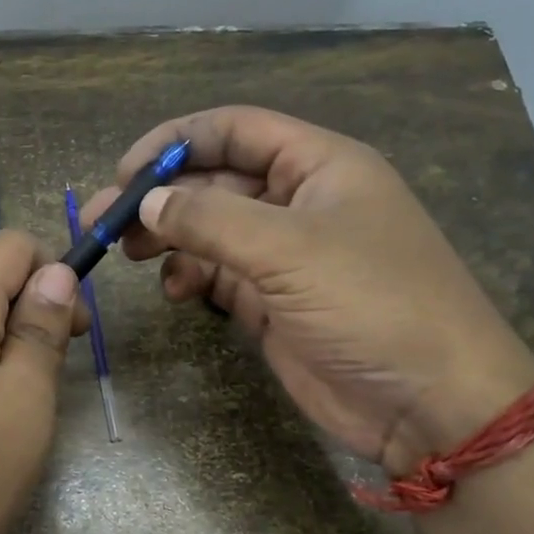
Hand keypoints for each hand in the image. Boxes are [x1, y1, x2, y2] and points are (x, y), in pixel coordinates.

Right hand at [85, 106, 533, 472]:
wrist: (429, 403)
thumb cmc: (372, 304)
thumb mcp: (290, 250)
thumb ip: (210, 220)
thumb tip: (145, 202)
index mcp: (319, 165)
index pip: (235, 130)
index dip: (176, 141)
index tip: (124, 171)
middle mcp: (300, 202)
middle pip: (215, 182)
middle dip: (160, 197)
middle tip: (104, 223)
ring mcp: (286, 255)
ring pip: (211, 231)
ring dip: (169, 238)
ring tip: (128, 254)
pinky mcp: (273, 303)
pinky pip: (219, 276)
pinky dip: (191, 278)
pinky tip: (175, 291)